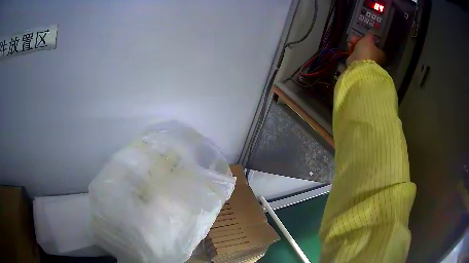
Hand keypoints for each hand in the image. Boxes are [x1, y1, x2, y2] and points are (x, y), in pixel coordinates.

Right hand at [346, 33, 385, 65]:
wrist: (359, 64)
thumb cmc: (366, 50)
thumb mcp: (368, 39)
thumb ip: (370, 35)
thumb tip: (371, 31)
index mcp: (380, 54)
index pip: (375, 44)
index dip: (368, 39)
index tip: (363, 36)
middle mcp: (375, 58)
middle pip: (366, 46)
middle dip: (359, 40)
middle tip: (354, 38)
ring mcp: (366, 61)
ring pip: (360, 49)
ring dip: (354, 44)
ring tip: (351, 42)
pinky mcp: (359, 63)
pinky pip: (355, 53)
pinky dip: (352, 49)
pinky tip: (349, 46)